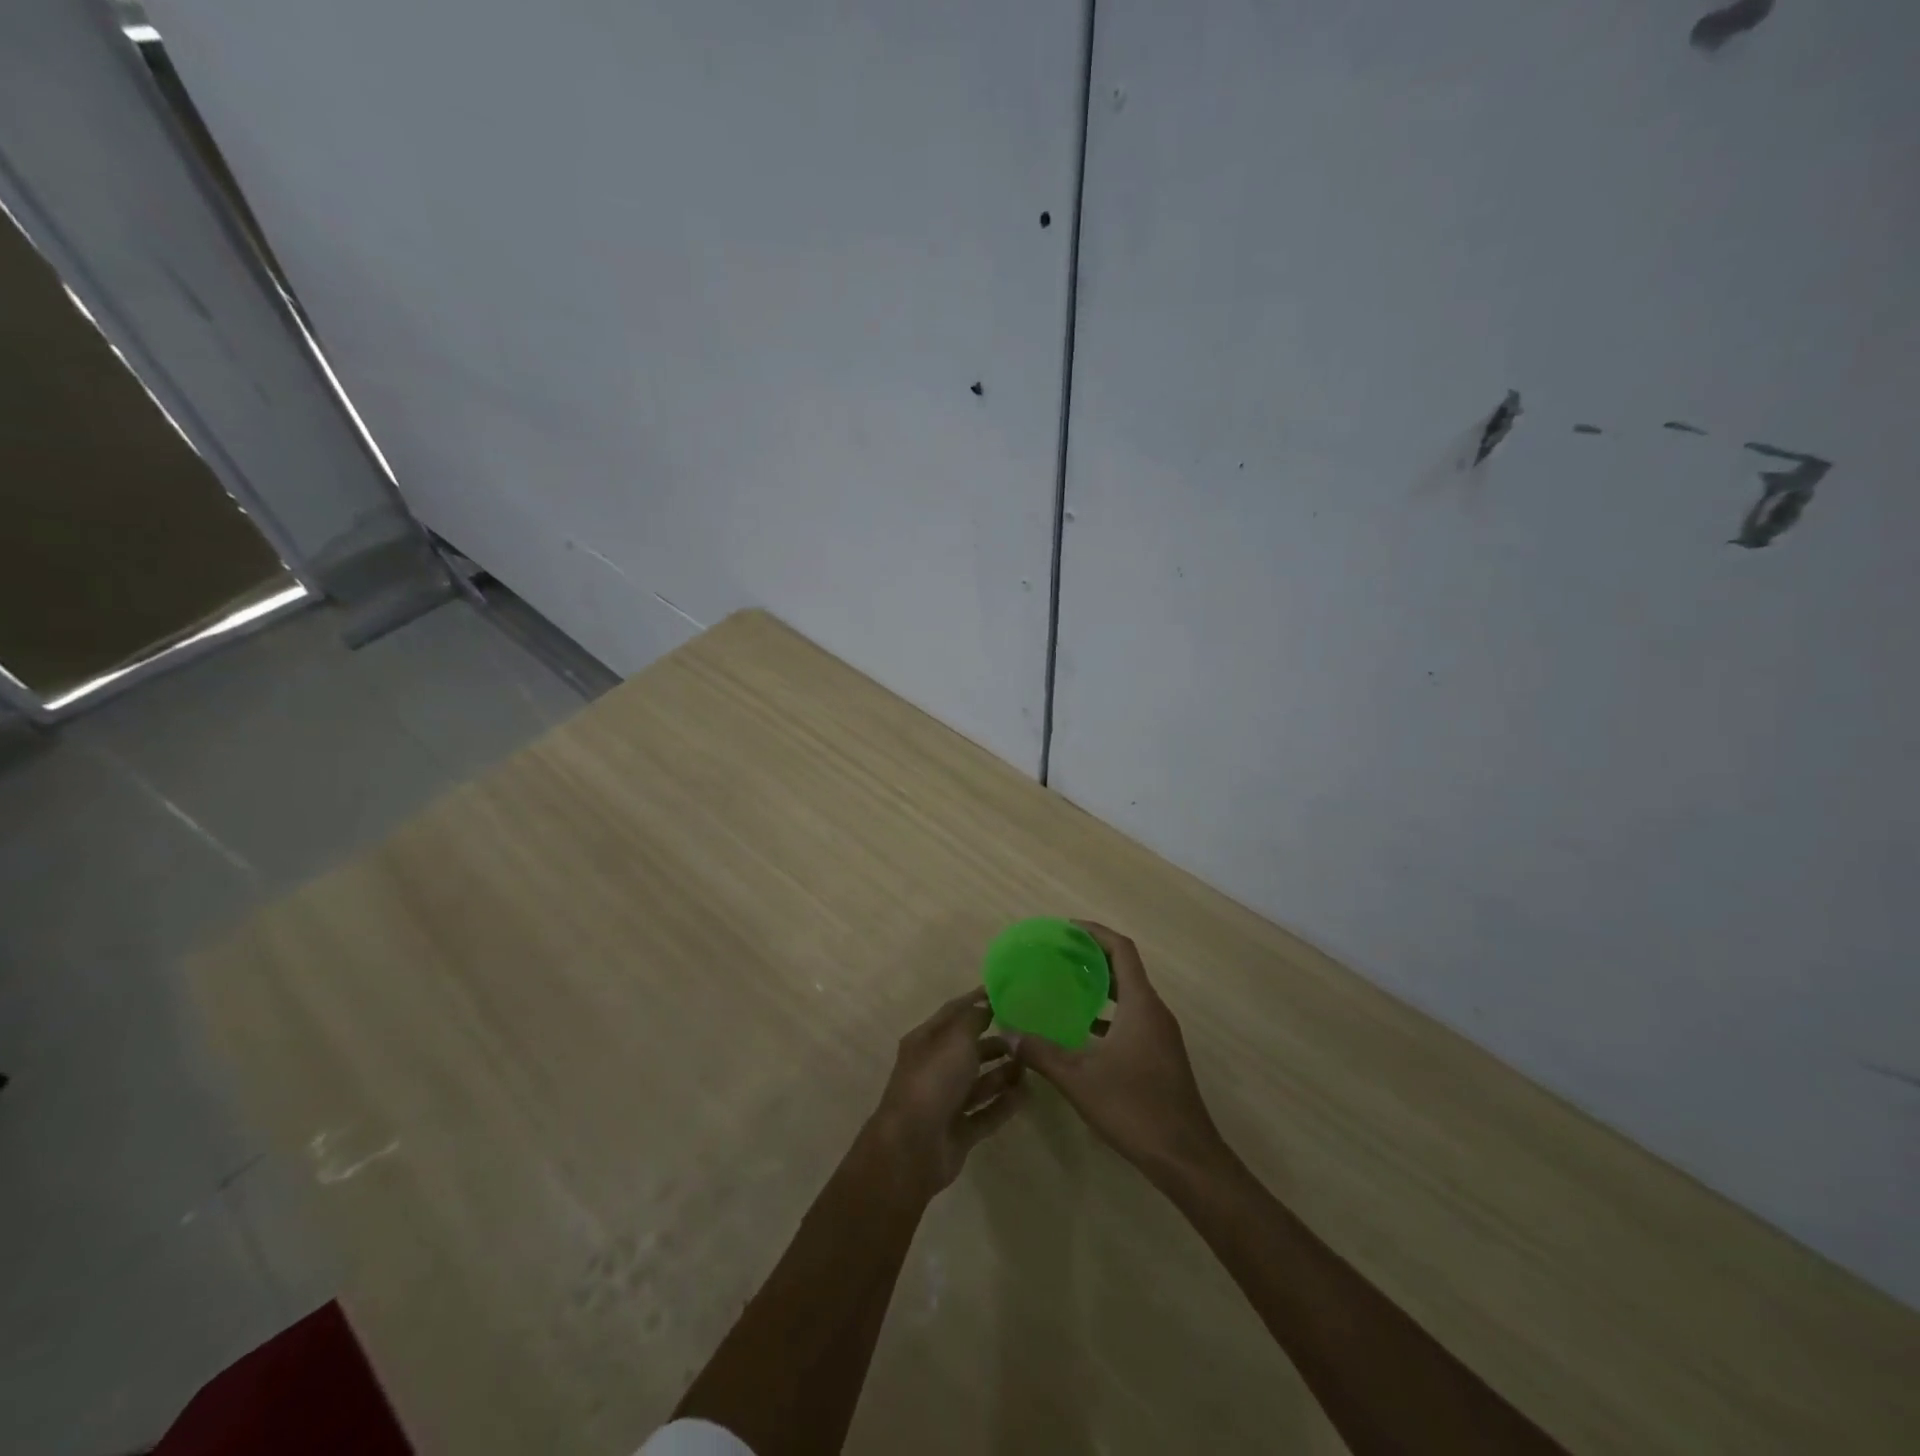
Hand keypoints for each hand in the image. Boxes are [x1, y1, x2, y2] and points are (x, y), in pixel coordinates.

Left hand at [866, 991, 1024, 1195]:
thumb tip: (986, 1007)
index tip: (1004, 994)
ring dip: (1003, 1073)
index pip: (953, 1013)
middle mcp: (934, 1068)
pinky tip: (1028, 1094)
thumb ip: (974, 1019)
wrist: (912, 1147)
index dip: (976, 1001)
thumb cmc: (933, 1081)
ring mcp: (945, 1102)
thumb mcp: (955, 1039)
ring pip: (979, 1082)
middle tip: (1026, 1035)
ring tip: (1031, 1064)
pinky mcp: (959, 1131)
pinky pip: (987, 1112)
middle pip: (968, 1049)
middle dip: (995, 1041)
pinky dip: (1005, 1103)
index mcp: (926, 1041)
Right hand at [1014, 923, 1228, 1187]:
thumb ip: (1041, 1053)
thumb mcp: (1079, 1079)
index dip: (1095, 933)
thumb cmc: (1135, 1109)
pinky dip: (1108, 1014)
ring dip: (1101, 986)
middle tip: (1057, 955)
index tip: (1066, 928)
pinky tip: (1082, 1031)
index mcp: (1141, 1005)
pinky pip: (1132, 1019)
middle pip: (1125, 969)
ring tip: (1065, 986)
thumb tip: (1008, 1032)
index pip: (1121, 950)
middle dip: (1093, 957)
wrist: (1186, 1158)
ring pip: (1129, 996)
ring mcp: (1161, 1035)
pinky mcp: (1161, 1056)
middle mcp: (1155, 1012)